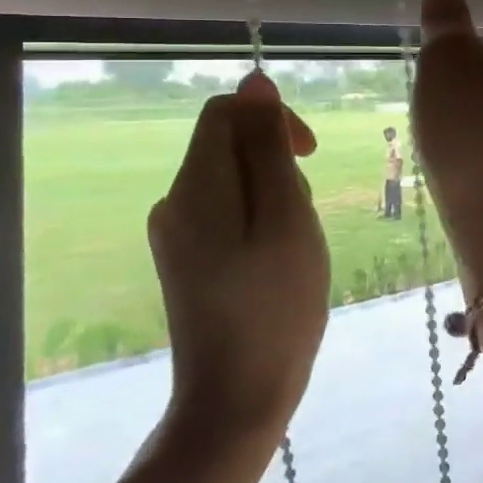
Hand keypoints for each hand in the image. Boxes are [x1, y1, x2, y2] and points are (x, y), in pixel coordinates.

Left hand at [148, 70, 328, 436]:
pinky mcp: (186, 260)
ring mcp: (176, 235)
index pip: (226, 112)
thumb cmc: (275, 306)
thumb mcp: (286, 217)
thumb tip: (254, 81)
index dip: (271, 118)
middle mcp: (175, 202)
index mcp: (195, 186)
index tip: (308, 156)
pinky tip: (277, 263)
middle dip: (277, 165)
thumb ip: (268, 147)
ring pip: (234, 181)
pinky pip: (227, 214)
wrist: (235, 401)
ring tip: (294, 248)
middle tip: (303, 220)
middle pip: (230, 146)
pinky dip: (260, 223)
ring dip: (274, 197)